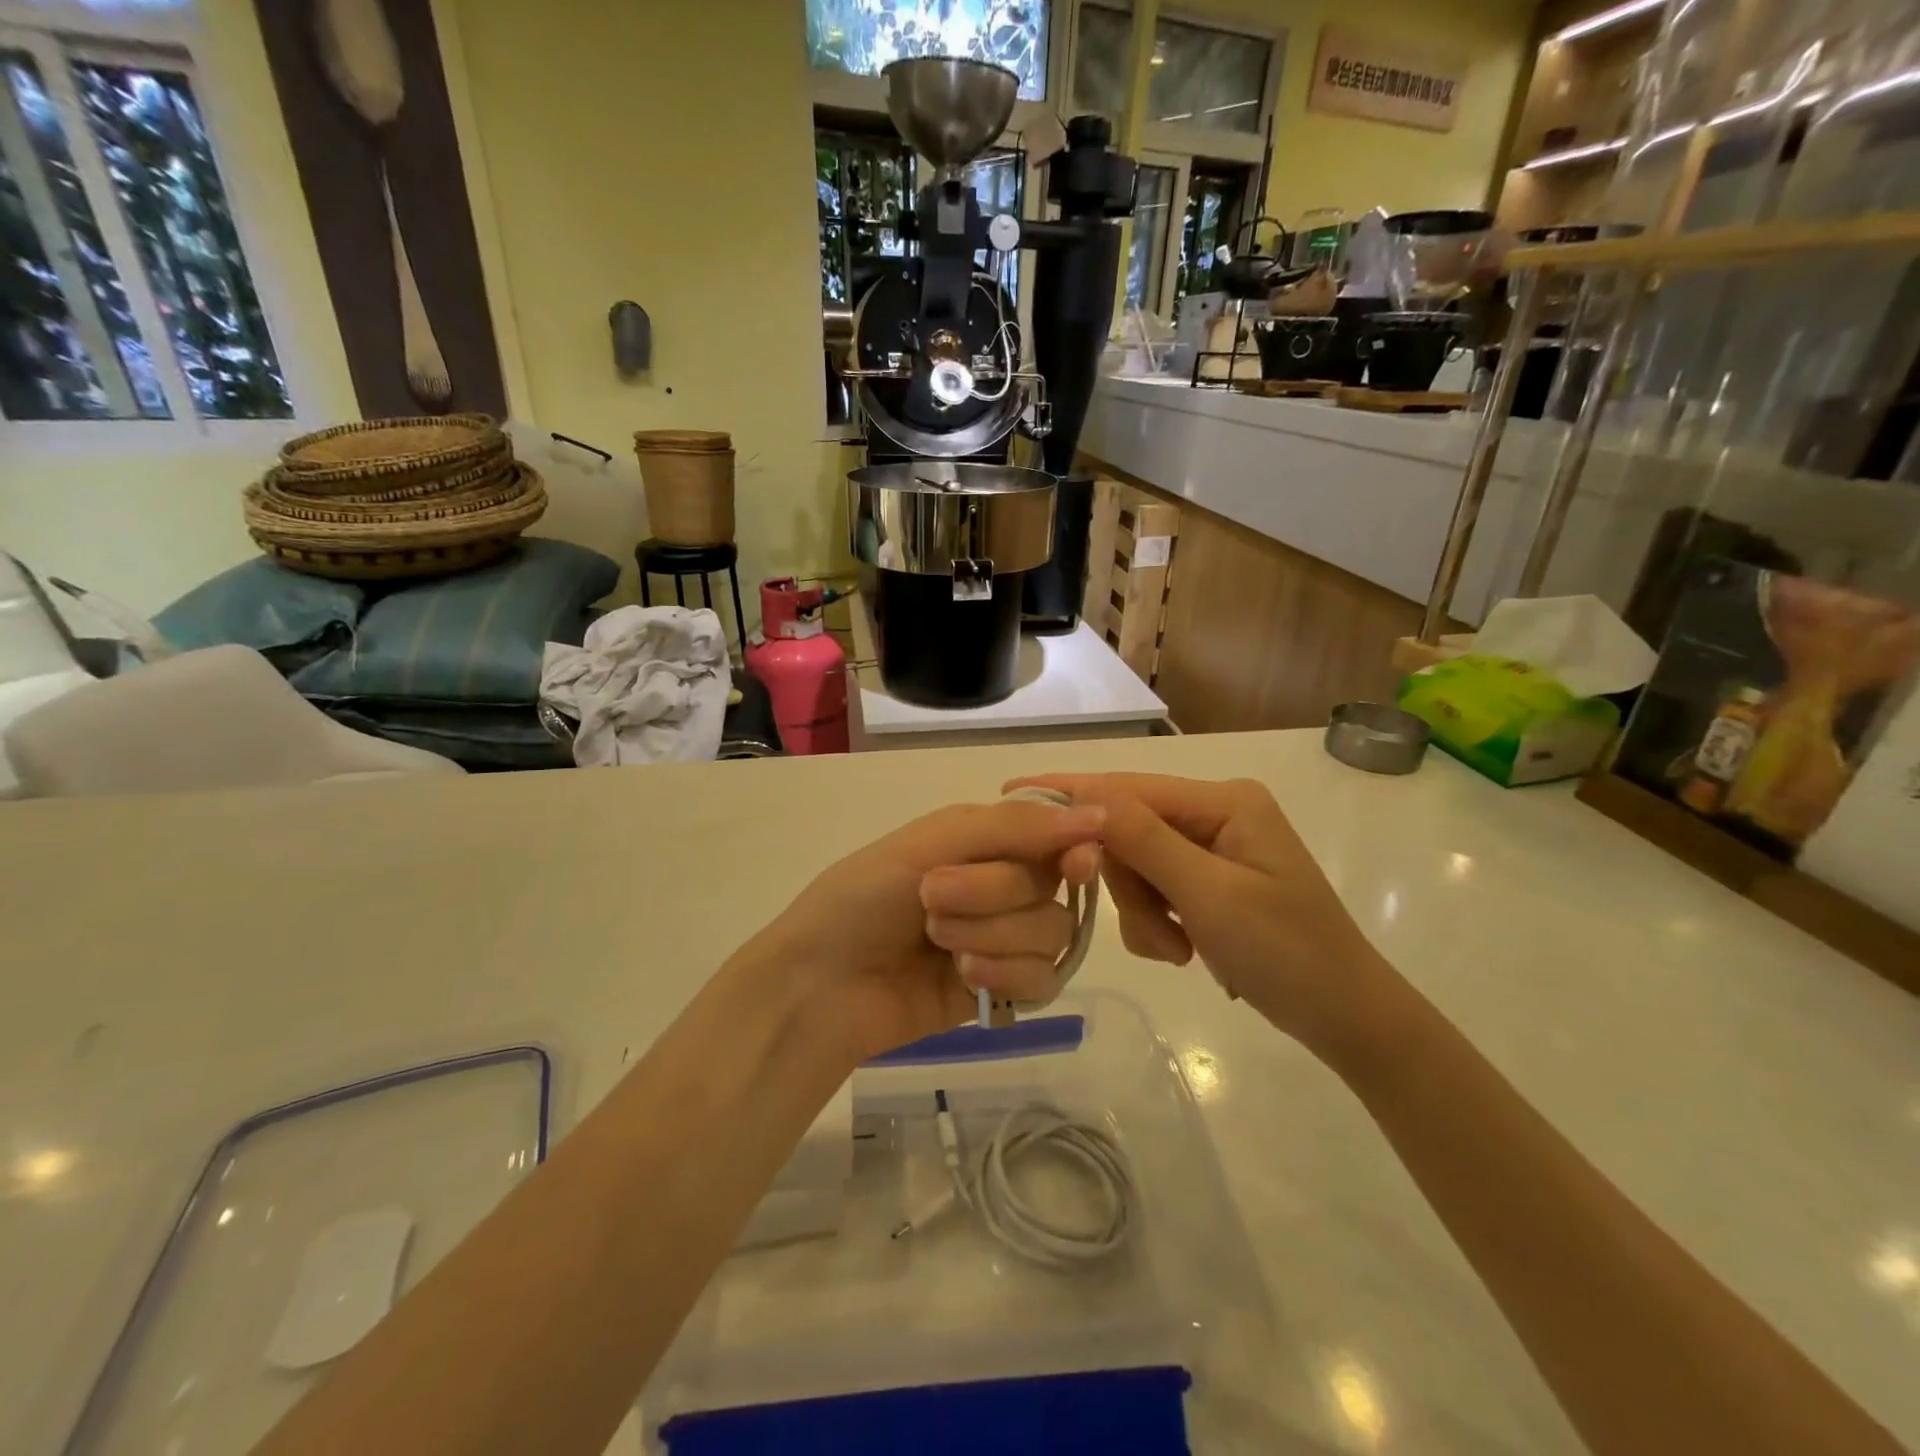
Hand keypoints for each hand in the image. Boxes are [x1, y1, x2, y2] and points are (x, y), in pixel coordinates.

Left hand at [748, 799, 1104, 1065]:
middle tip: (932, 900)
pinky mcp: (1002, 990)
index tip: (1073, 863)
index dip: (1073, 848)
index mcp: (984, 840)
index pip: (1056, 835)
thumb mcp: (931, 842)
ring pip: (1052, 934)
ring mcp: (1003, 940)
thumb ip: (1014, 828)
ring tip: (938, 944)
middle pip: (1049, 887)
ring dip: (994, 936)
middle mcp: (1001, 885)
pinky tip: (965, 979)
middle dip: (992, 894)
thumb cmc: (863, 897)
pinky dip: (1007, 975)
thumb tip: (1100, 815)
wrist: (820, 985)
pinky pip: (1044, 980)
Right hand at [1009, 773, 1403, 1064]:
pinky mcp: (1206, 880)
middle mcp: (1213, 813)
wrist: (1346, 1017)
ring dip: (1145, 914)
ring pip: (1135, 866)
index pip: (1128, 788)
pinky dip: (1157, 923)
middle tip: (1159, 933)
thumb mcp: (1210, 896)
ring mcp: (1210, 848)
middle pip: (1128, 831)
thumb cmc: (1288, 953)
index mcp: (1222, 801)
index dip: (1070, 793)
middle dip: (1130, 886)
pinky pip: (1153, 890)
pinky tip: (1187, 951)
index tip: (1011, 796)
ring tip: (1179, 951)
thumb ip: (1145, 841)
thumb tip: (1085, 798)